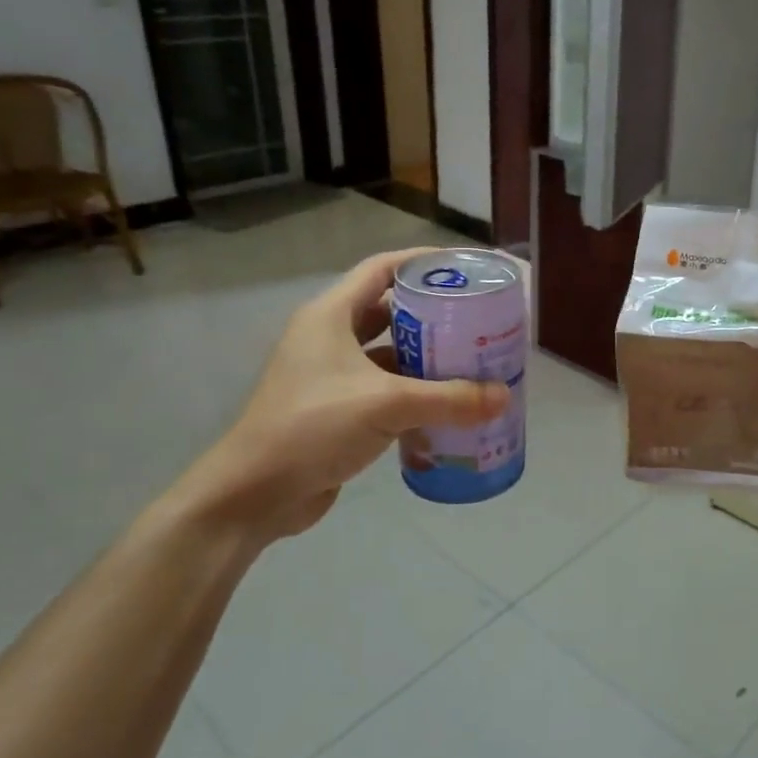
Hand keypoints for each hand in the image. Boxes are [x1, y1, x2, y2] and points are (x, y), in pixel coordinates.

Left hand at [161, 249, 508, 544]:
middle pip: (390, 310)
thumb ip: (449, 399)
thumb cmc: (313, 428)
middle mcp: (329, 337)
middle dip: (433, 313)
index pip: (382, 268)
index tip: (464, 267)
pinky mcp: (336, 409)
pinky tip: (446, 405)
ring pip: (388, 352)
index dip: (422, 262)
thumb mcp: (387, 405)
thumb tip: (504, 395)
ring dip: (426, 356)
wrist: (253, 495)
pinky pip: (384, 388)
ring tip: (471, 360)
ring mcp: (330, 375)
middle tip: (478, 319)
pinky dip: (414, 392)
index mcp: (331, 315)